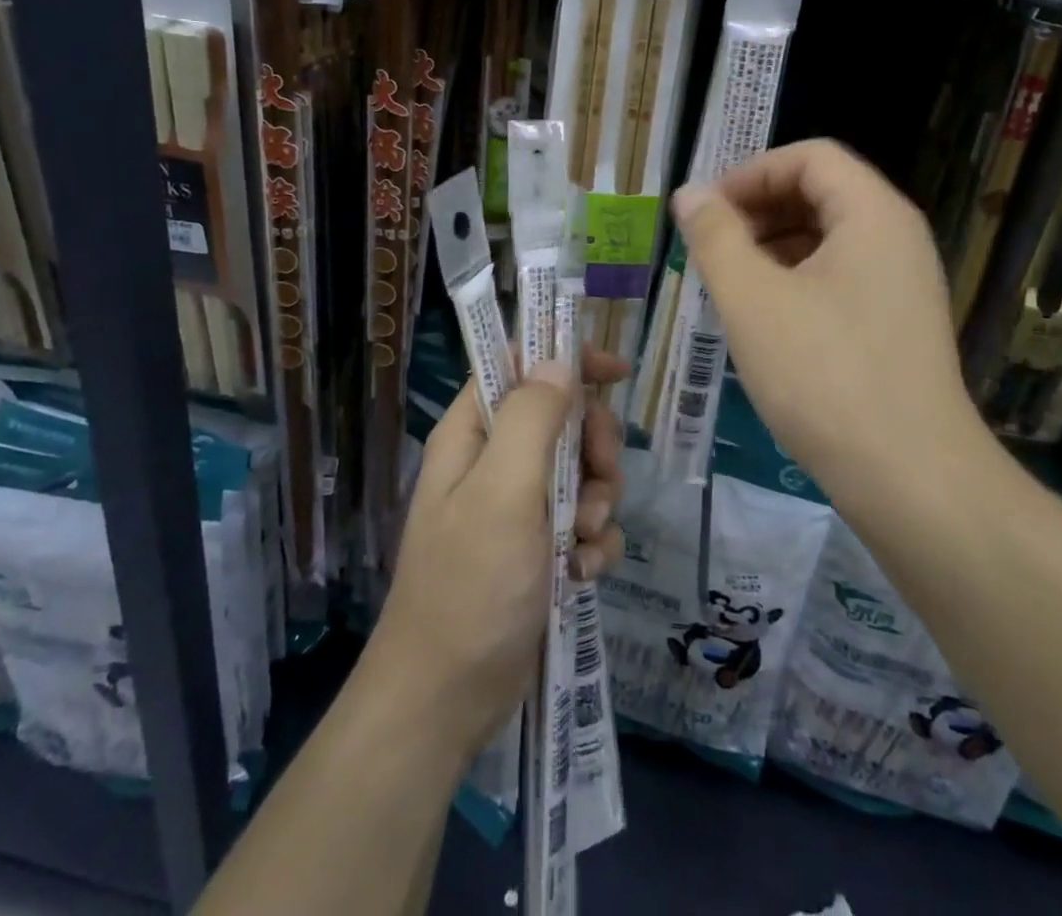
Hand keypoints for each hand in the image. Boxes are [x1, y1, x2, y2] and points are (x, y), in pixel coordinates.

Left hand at [368, 348, 626, 759]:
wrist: (447, 701)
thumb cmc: (470, 587)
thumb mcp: (503, 493)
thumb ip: (531, 420)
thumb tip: (557, 362)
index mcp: (472, 435)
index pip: (519, 366)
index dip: (566, 360)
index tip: (615, 373)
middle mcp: (493, 462)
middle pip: (562, 419)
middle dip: (593, 447)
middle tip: (601, 480)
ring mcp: (516, 508)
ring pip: (581, 472)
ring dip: (598, 501)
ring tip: (584, 540)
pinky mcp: (537, 549)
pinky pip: (584, 523)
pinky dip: (592, 543)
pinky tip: (583, 572)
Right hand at [672, 139, 984, 490]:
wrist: (912, 479)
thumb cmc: (824, 376)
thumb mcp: (752, 300)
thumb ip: (715, 237)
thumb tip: (690, 194)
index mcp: (873, 214)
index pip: (809, 157)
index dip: (751, 173)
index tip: (707, 211)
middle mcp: (897, 237)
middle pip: (821, 192)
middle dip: (759, 209)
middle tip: (710, 246)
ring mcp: (903, 283)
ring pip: (829, 237)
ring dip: (773, 245)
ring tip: (729, 281)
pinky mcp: (898, 323)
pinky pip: (841, 276)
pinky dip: (797, 279)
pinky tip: (764, 316)